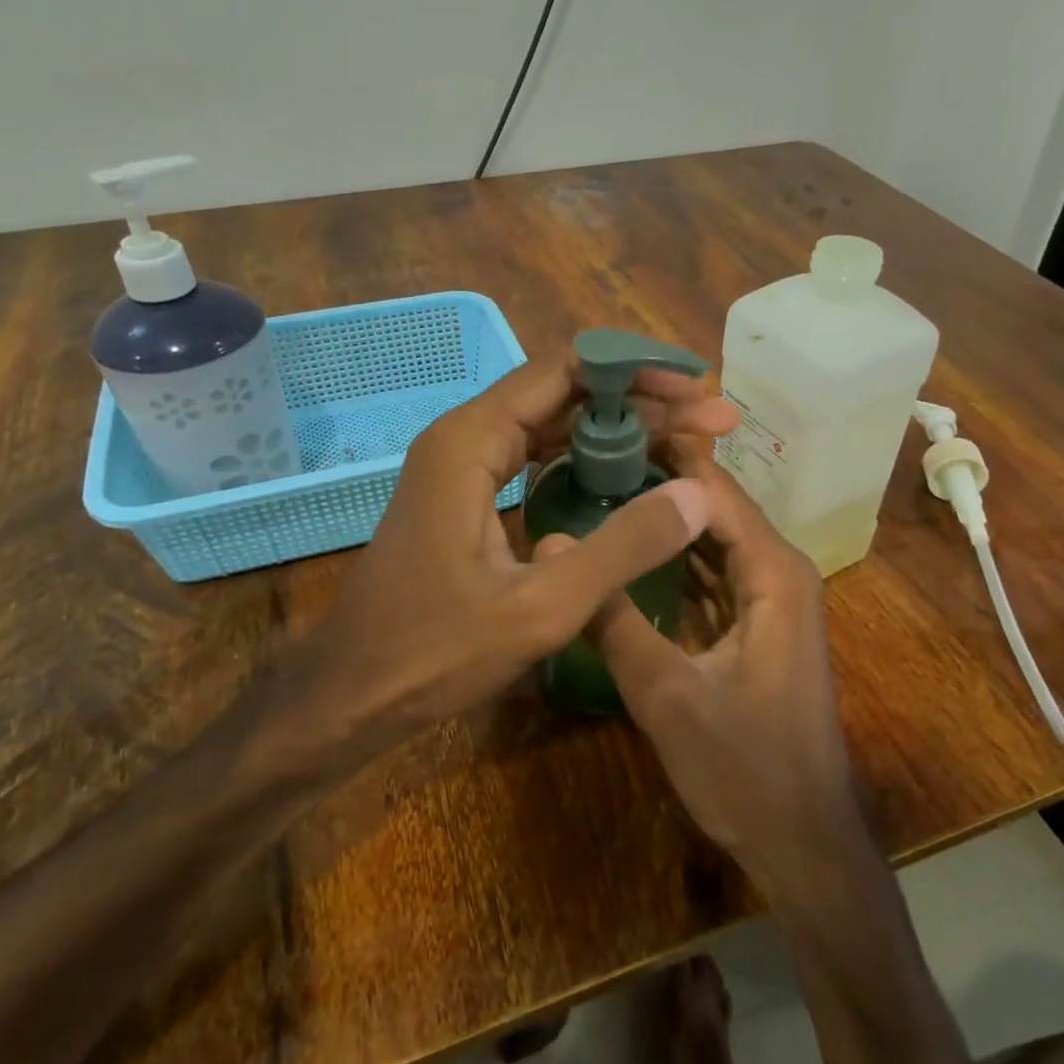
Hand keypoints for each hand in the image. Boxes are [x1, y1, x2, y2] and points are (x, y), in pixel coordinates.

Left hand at [296, 353, 736, 750]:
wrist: (352, 692)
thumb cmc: (434, 653)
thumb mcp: (541, 608)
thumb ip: (622, 549)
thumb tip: (697, 496)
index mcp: (471, 442)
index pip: (565, 371)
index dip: (636, 371)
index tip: (697, 389)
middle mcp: (464, 438)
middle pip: (563, 392)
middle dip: (640, 400)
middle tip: (711, 420)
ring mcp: (462, 467)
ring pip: (551, 424)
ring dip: (617, 429)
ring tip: (686, 441)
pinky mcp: (466, 497)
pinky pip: (534, 457)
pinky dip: (586, 459)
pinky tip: (629, 476)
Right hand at [572, 455, 860, 885]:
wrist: (803, 843)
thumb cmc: (745, 769)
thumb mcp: (666, 694)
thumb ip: (612, 619)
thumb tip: (552, 547)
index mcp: (772, 572)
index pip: (714, 490)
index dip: (663, 457)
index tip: (604, 431)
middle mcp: (779, 573)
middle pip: (714, 508)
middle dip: (657, 485)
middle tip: (585, 460)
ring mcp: (771, 601)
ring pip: (712, 541)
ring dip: (664, 522)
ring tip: (597, 492)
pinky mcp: (759, 628)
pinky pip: (714, 575)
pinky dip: (675, 562)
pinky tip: (629, 554)